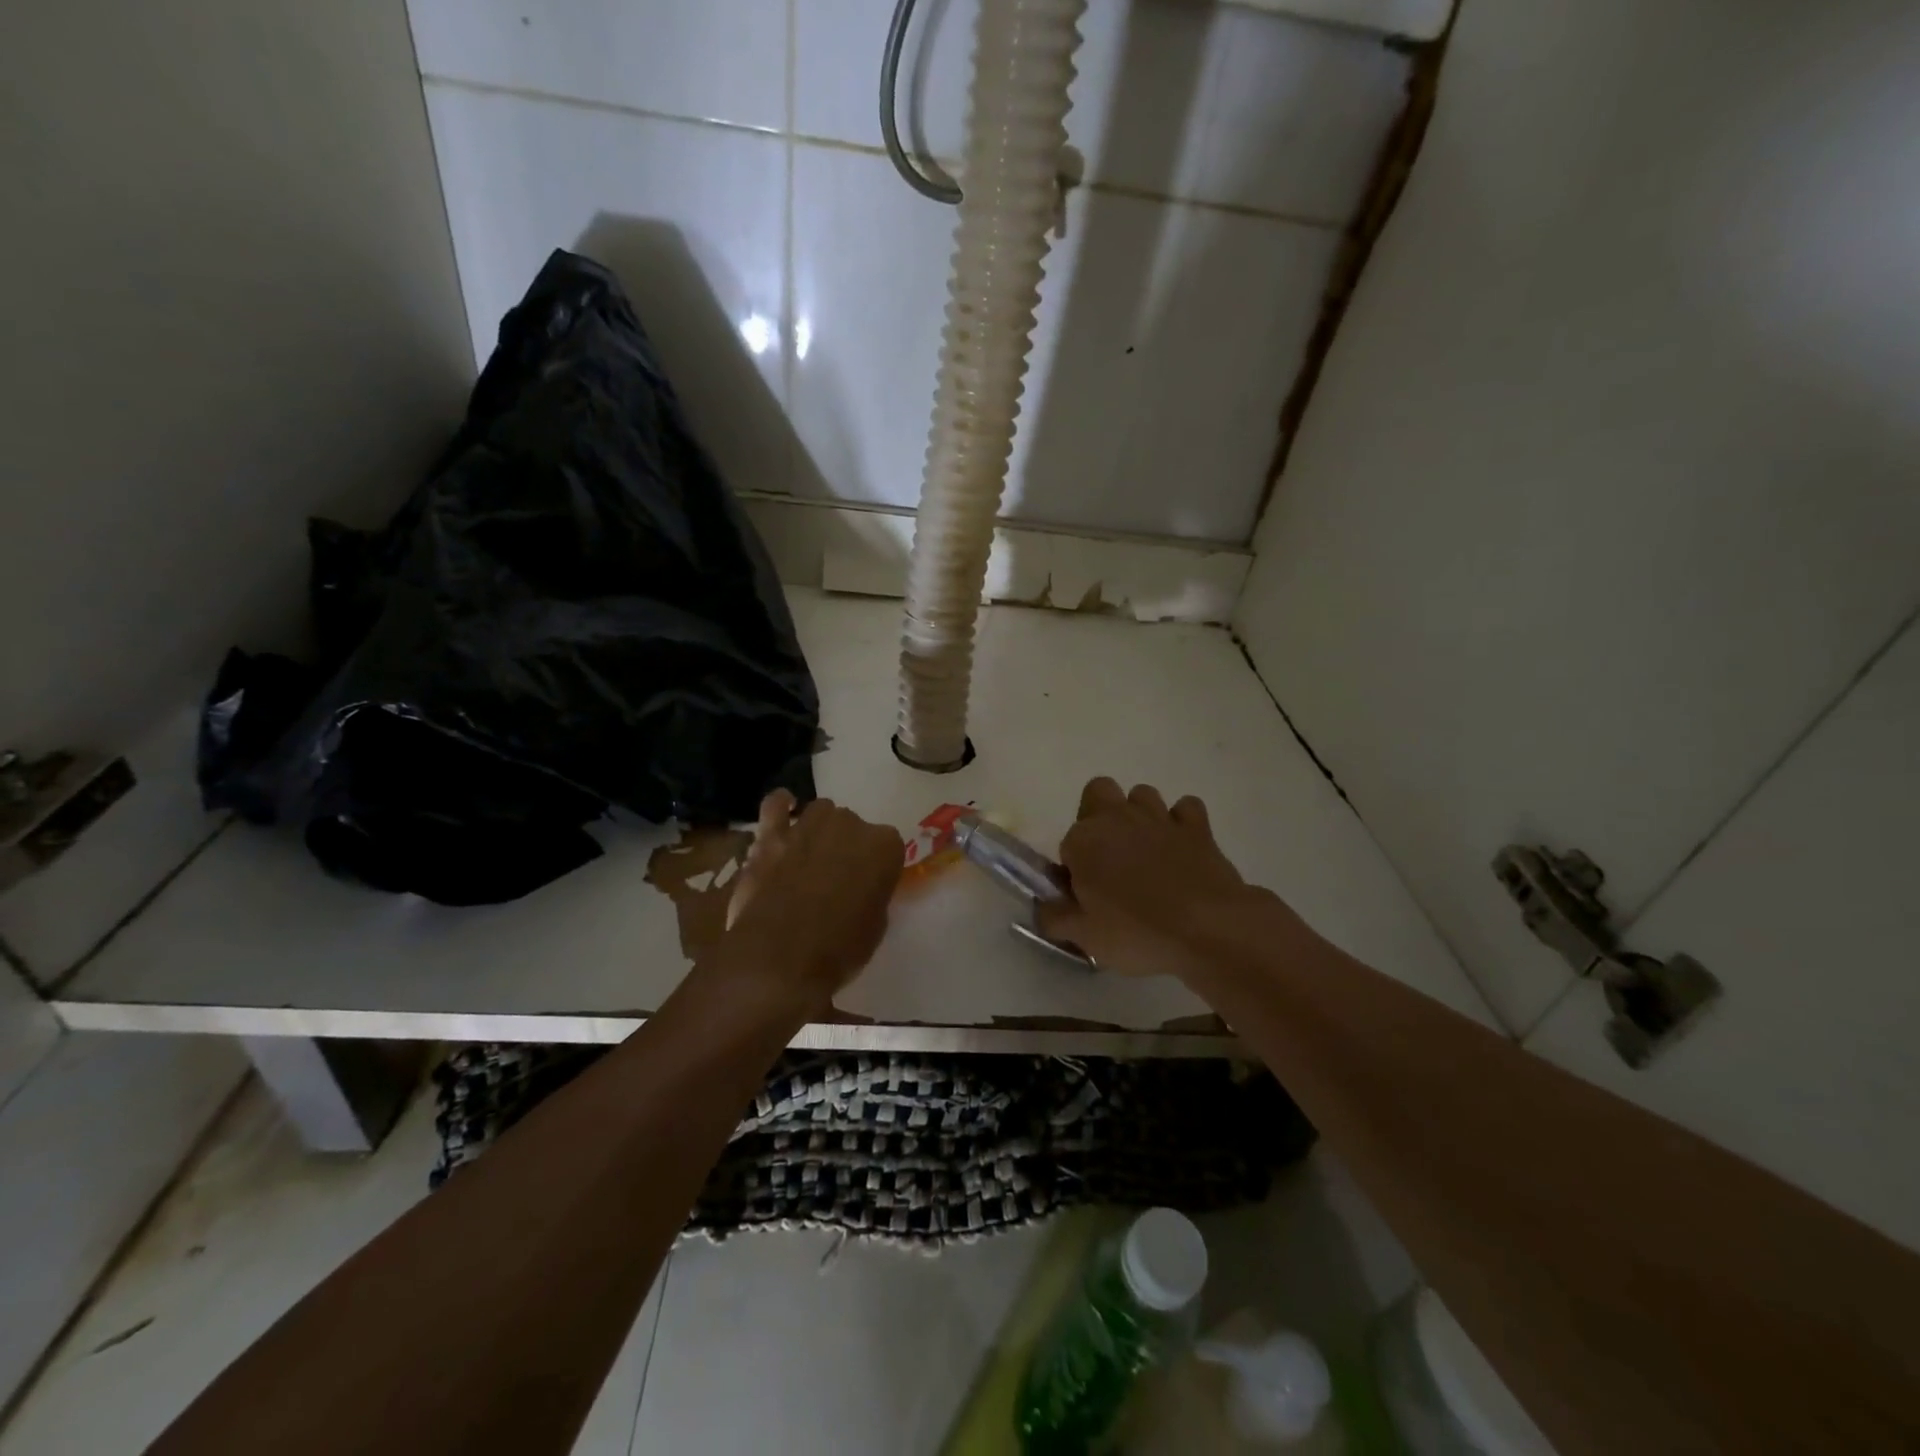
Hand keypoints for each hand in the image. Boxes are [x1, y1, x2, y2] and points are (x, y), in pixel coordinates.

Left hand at [716, 790, 904, 1013]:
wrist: (781, 957)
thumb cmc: (839, 948)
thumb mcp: (876, 925)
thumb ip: (873, 894)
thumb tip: (861, 889)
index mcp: (884, 846)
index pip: (888, 845)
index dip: (876, 865)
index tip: (868, 884)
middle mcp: (849, 824)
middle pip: (852, 825)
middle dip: (846, 846)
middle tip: (836, 876)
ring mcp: (808, 825)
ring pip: (820, 813)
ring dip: (819, 830)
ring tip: (810, 855)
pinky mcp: (771, 835)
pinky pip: (775, 805)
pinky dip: (781, 806)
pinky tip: (785, 811)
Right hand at [1039, 778, 1277, 982]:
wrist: (1209, 929)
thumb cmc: (1137, 932)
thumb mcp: (1085, 936)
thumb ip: (1054, 918)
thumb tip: (1042, 907)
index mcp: (1084, 840)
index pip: (1066, 845)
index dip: (1074, 869)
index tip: (1085, 897)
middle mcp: (1118, 818)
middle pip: (1098, 792)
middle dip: (1099, 815)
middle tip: (1108, 858)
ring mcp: (1160, 817)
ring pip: (1142, 794)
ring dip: (1139, 815)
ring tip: (1146, 853)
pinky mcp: (1197, 827)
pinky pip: (1185, 808)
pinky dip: (1182, 822)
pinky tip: (1182, 848)